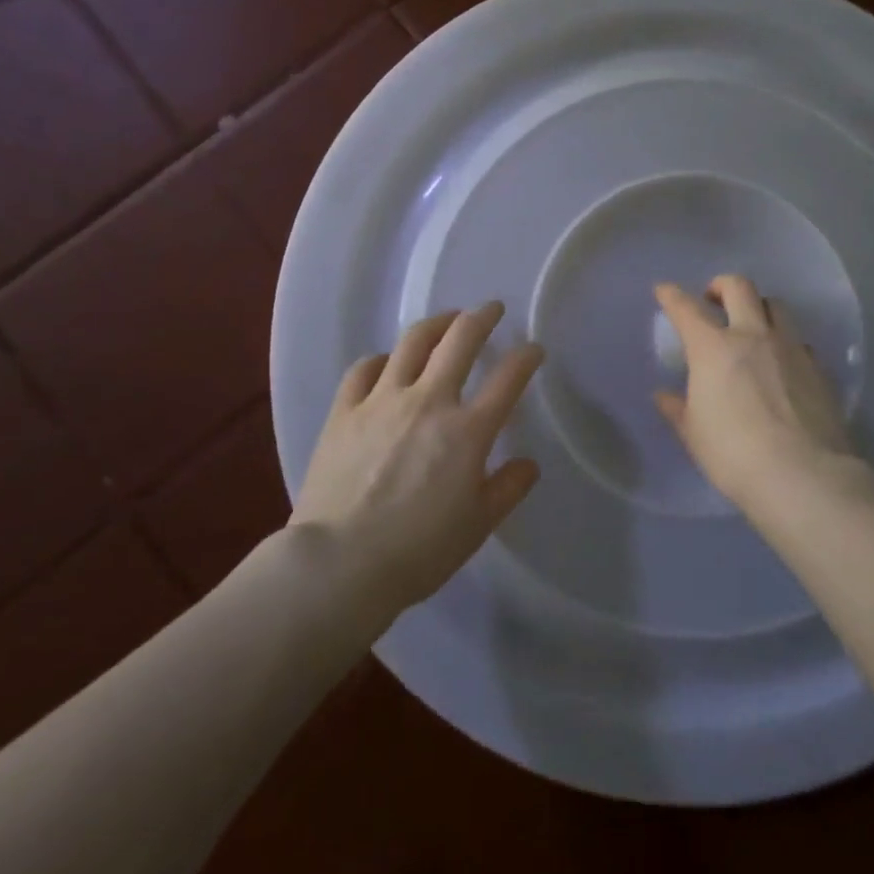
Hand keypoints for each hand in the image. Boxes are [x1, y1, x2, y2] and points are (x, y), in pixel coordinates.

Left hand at [291, 302, 543, 615]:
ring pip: (413, 341)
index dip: (526, 357)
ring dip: (436, 323)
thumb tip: (528, 464)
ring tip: (446, 320)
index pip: (508, 378)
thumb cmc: (418, 551)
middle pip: (460, 339)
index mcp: (467, 431)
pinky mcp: (345, 410)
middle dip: (482, 317)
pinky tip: (388, 362)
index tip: (533, 350)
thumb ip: (507, 489)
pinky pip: (365, 367)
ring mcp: (383, 400)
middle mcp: (429, 401)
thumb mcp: (477, 526)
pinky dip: (382, 359)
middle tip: (491, 309)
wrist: (339, 564)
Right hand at [653, 275, 865, 509]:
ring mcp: (791, 349)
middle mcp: (753, 336)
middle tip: (713, 300)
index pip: (686, 309)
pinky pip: (800, 341)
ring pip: (777, 306)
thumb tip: (664, 396)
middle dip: (721, 285)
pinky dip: (786, 343)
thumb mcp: (694, 434)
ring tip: (752, 326)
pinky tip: (783, 364)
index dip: (671, 295)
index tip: (663, 290)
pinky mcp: (819, 368)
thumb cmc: (734, 454)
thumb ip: (678, 409)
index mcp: (713, 348)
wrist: (804, 475)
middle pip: (739, 287)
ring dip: (759, 307)